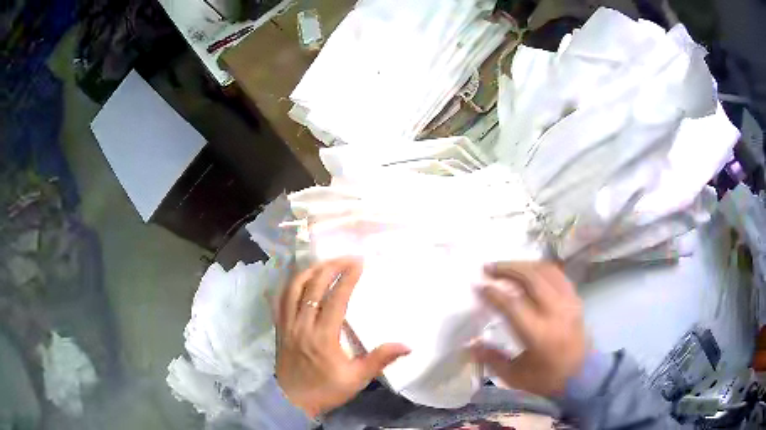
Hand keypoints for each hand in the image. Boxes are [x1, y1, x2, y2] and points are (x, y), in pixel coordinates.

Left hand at [275, 257, 409, 417]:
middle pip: (313, 288)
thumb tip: (407, 345)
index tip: (359, 262)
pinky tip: (296, 279)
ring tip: (323, 263)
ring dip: (308, 272)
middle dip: (330, 267)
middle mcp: (302, 325)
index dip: (347, 278)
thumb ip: (379, 360)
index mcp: (323, 336)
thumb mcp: (357, 379)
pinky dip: (288, 285)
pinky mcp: (279, 328)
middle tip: (345, 257)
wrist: (293, 401)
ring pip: (293, 289)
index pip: (336, 299)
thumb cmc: (326, 390)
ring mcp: (287, 325)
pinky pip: (279, 300)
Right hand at [472, 262, 588, 396]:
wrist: (583, 375)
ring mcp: (568, 302)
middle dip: (506, 269)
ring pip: (545, 271)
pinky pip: (557, 275)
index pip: (512, 304)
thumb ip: (492, 358)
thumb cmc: (547, 378)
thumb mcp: (515, 376)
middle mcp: (555, 312)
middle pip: (530, 278)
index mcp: (538, 334)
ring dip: (523, 265)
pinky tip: (530, 271)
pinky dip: (540, 268)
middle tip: (488, 268)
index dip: (492, 293)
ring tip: (506, 266)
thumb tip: (470, 344)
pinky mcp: (575, 299)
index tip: (478, 286)